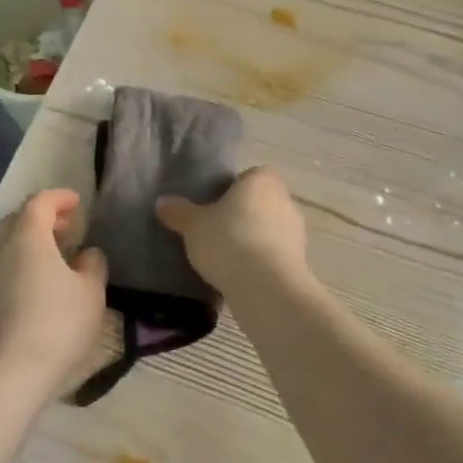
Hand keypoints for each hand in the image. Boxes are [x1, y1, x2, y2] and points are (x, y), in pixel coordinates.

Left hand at [0, 189, 107, 398]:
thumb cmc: (57, 324)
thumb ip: (92, 265)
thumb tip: (86, 254)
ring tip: (56, 258)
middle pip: (17, 220)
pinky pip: (2, 271)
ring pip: (6, 247)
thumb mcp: (91, 292)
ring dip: (30, 244)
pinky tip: (38, 287)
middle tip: (66, 228)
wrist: (9, 375)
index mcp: (27, 238)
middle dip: (42, 218)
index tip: (77, 203)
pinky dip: (21, 266)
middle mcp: (0, 250)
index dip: (59, 198)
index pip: (39, 202)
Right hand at [155, 167, 308, 294]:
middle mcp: (285, 198)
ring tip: (226, 258)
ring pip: (268, 228)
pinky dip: (261, 260)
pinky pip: (274, 253)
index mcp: (262, 179)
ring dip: (252, 239)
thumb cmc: (229, 241)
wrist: (266, 286)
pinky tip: (241, 274)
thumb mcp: (193, 225)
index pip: (246, 177)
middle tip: (215, 232)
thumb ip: (178, 212)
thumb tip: (161, 202)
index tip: (212, 209)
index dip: (229, 191)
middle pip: (258, 202)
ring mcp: (296, 230)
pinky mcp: (300, 259)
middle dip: (241, 215)